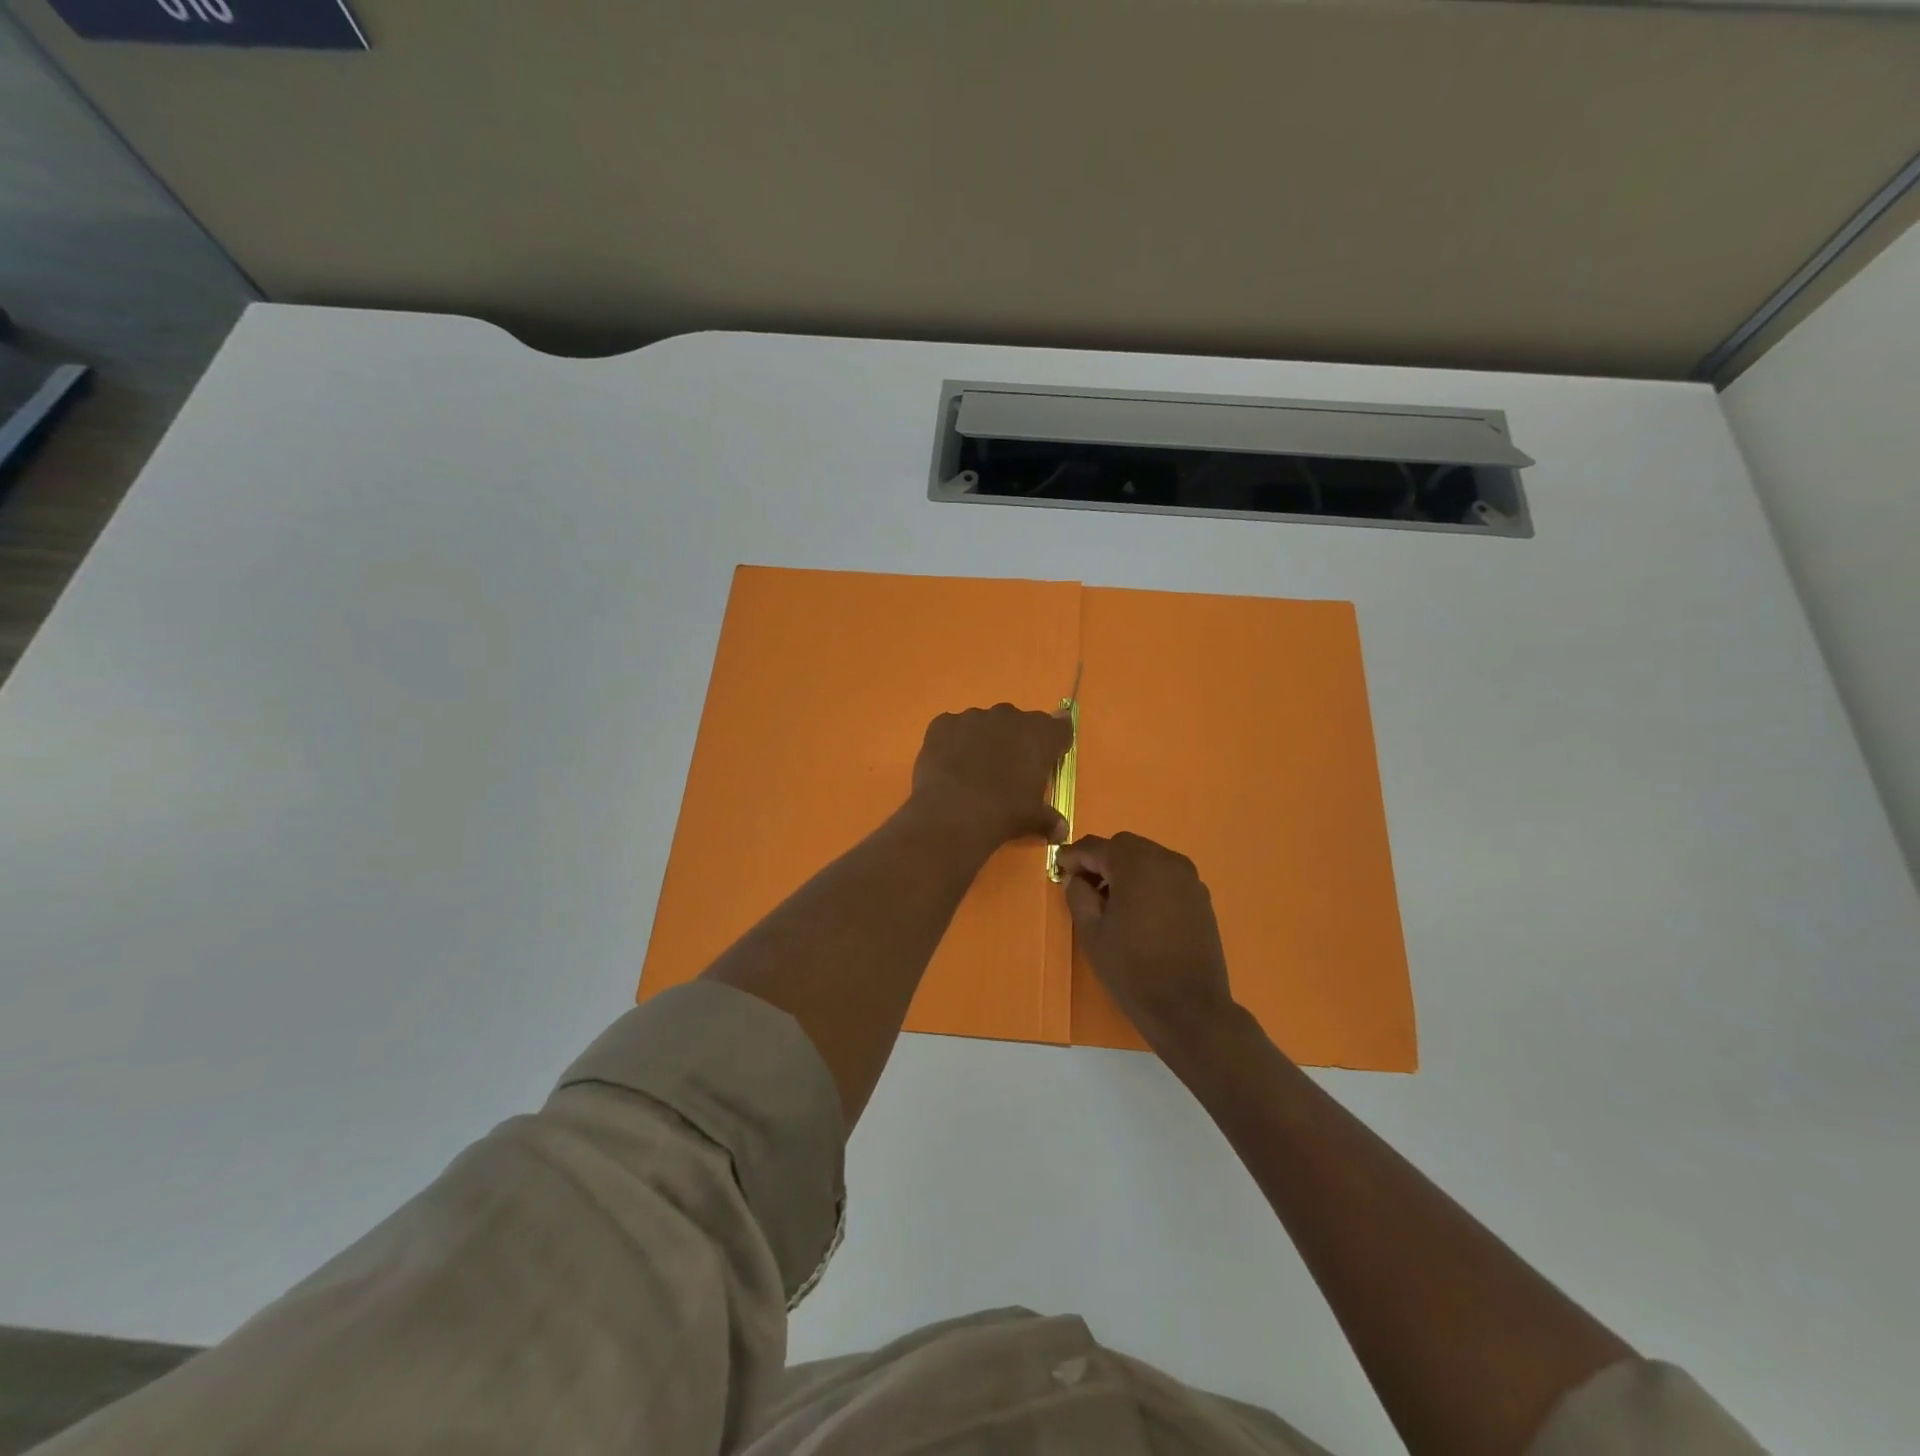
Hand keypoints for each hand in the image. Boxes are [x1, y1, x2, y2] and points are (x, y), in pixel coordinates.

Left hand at [909, 705, 1072, 852]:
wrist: (953, 813)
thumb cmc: (1004, 812)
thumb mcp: (1033, 818)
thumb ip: (1049, 819)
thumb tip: (1061, 831)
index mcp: (1040, 735)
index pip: (1059, 728)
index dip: (1054, 743)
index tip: (1049, 757)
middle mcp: (1009, 717)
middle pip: (1019, 723)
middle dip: (1016, 741)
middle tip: (1008, 769)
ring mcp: (973, 717)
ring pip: (984, 723)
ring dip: (983, 740)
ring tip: (974, 770)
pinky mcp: (944, 723)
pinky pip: (953, 728)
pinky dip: (953, 742)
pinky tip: (949, 765)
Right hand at [1058, 832, 1237, 1046]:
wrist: (1189, 1007)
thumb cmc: (1133, 969)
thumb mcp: (1092, 932)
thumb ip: (1078, 895)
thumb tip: (1076, 879)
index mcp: (1136, 864)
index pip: (1096, 847)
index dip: (1073, 856)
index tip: (1059, 869)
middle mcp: (1166, 860)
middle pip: (1124, 846)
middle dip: (1101, 860)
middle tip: (1084, 885)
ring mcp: (1188, 878)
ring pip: (1148, 858)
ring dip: (1125, 869)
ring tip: (1110, 900)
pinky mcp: (1200, 896)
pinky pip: (1166, 876)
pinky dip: (1147, 882)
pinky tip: (1138, 911)